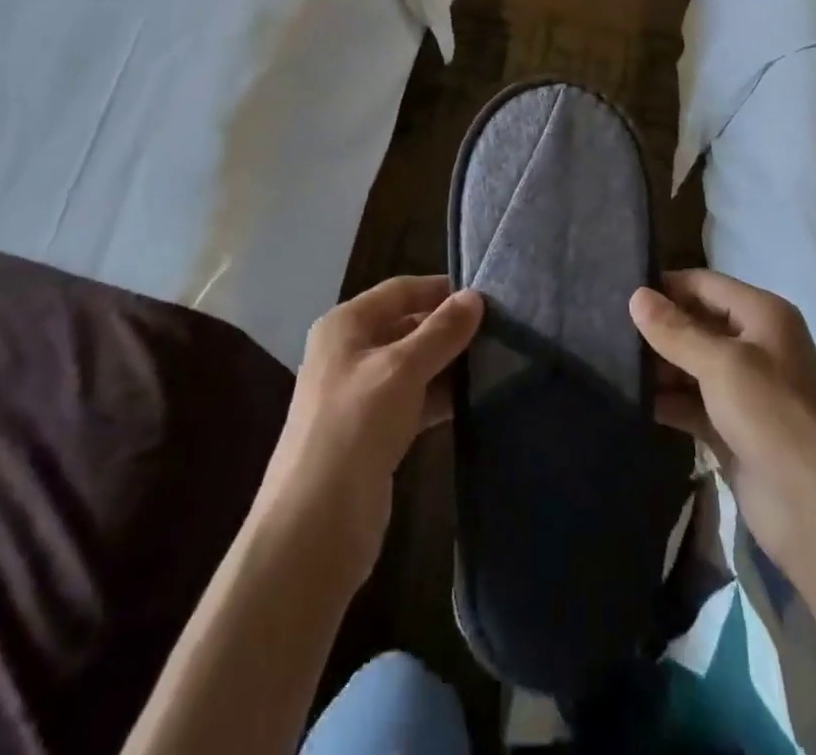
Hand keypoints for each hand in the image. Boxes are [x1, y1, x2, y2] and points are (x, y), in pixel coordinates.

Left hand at [257, 277, 482, 588]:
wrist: (315, 525)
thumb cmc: (355, 426)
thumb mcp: (402, 370)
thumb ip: (441, 332)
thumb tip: (475, 297)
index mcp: (345, 325)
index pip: (399, 291)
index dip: (440, 290)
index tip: (487, 296)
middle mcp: (349, 352)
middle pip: (406, 326)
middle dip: (448, 328)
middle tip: (500, 331)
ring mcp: (360, 394)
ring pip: (412, 365)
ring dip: (448, 364)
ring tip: (497, 362)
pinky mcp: (373, 432)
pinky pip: (412, 400)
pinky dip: (440, 396)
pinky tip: (474, 400)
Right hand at [629, 270, 815, 585]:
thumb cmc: (775, 419)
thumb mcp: (723, 366)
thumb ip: (676, 331)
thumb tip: (636, 295)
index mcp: (762, 316)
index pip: (703, 284)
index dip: (664, 286)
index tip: (616, 292)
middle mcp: (754, 344)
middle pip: (695, 322)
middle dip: (656, 327)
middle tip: (602, 328)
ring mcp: (742, 389)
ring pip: (689, 364)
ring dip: (656, 365)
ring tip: (606, 361)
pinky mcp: (730, 428)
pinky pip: (690, 402)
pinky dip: (664, 400)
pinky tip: (629, 399)